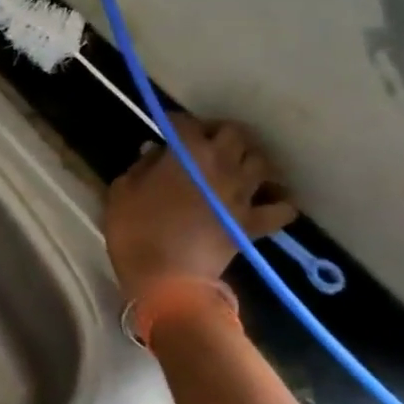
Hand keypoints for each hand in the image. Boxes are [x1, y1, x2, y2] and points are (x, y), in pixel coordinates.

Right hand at [104, 113, 297, 299]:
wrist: (165, 281)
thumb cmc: (135, 231)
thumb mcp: (122, 191)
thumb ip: (140, 166)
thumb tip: (155, 153)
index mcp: (187, 152)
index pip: (183, 122)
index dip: (173, 122)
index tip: (164, 129)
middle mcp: (222, 164)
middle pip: (234, 133)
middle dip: (218, 132)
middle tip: (203, 143)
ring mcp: (242, 195)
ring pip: (261, 162)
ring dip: (248, 159)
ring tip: (234, 166)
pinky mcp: (254, 224)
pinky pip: (281, 208)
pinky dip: (278, 201)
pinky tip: (267, 200)